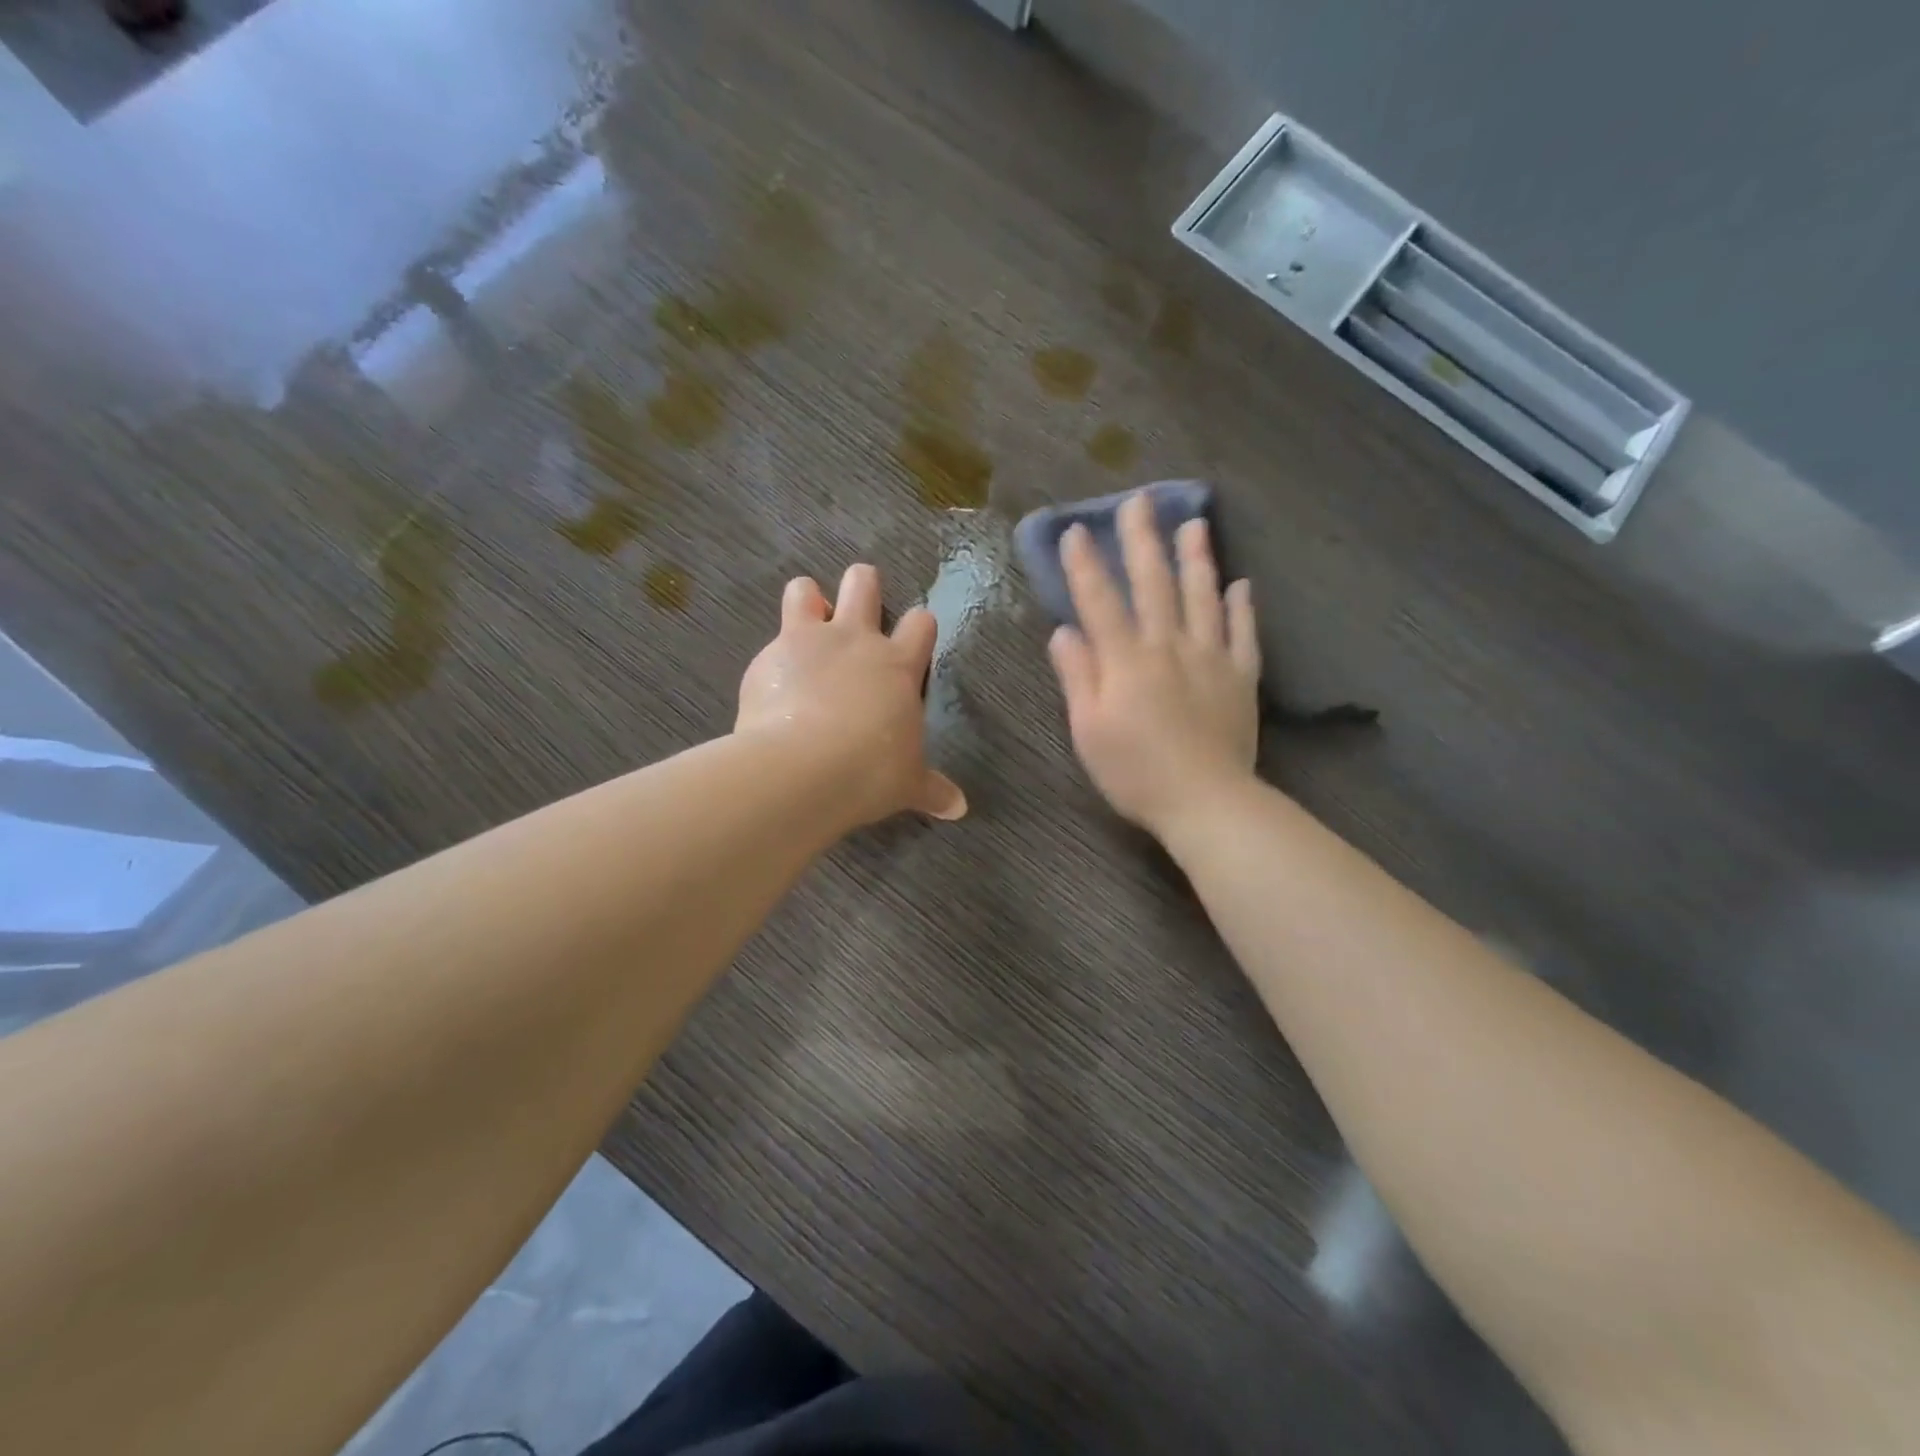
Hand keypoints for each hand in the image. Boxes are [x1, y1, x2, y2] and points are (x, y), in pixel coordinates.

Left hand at [737, 563, 966, 827]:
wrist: (804, 768)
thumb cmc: (870, 772)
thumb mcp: (908, 783)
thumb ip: (932, 789)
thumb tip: (959, 809)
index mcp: (898, 665)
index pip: (920, 625)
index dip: (919, 626)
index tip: (915, 635)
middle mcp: (856, 640)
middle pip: (863, 584)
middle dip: (862, 584)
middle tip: (858, 601)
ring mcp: (809, 641)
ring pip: (804, 591)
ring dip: (807, 599)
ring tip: (806, 621)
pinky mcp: (769, 656)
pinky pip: (771, 640)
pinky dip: (774, 657)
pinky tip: (772, 683)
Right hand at [1047, 491, 1259, 836]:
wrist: (1206, 801)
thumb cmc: (1135, 772)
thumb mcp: (1089, 730)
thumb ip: (1078, 676)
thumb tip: (1064, 631)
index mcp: (1126, 660)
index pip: (1100, 601)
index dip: (1085, 564)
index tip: (1076, 530)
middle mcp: (1169, 646)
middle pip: (1154, 584)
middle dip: (1142, 541)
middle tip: (1139, 501)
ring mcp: (1211, 658)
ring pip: (1202, 596)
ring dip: (1197, 558)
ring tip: (1194, 523)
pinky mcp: (1241, 677)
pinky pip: (1243, 633)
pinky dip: (1242, 606)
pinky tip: (1241, 584)